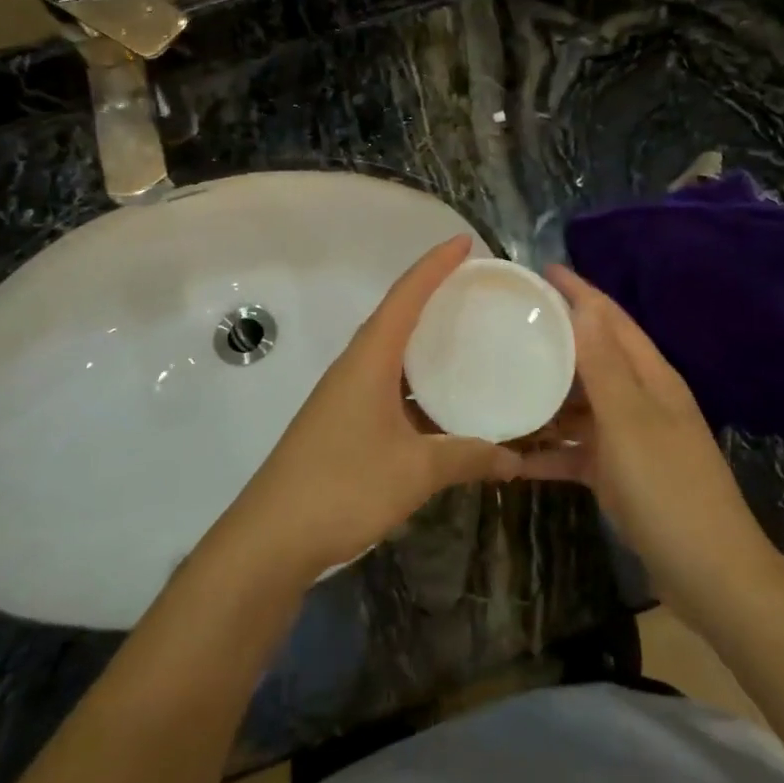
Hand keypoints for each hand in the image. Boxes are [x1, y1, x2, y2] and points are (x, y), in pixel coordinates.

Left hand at [221, 236, 520, 581]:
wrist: (269, 539)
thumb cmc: (343, 488)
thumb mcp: (415, 471)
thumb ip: (467, 458)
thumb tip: (514, 458)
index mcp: (369, 360)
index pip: (406, 296)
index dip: (435, 265)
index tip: (465, 243)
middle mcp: (354, 367)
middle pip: (396, 316)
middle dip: (432, 295)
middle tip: (475, 288)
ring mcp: (343, 396)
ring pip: (390, 353)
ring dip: (423, 341)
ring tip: (465, 336)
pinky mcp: (341, 423)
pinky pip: (386, 384)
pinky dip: (415, 381)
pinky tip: (440, 400)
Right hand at [515, 268, 772, 612]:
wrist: (710, 576)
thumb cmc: (669, 489)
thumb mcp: (630, 422)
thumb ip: (604, 365)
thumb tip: (585, 305)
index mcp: (651, 378)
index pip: (612, 320)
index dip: (580, 293)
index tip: (542, 270)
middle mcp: (641, 401)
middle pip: (593, 358)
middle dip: (556, 340)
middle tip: (507, 325)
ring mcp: (630, 440)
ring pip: (581, 406)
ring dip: (547, 397)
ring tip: (499, 382)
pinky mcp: (619, 476)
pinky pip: (577, 452)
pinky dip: (550, 451)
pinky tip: (513, 456)